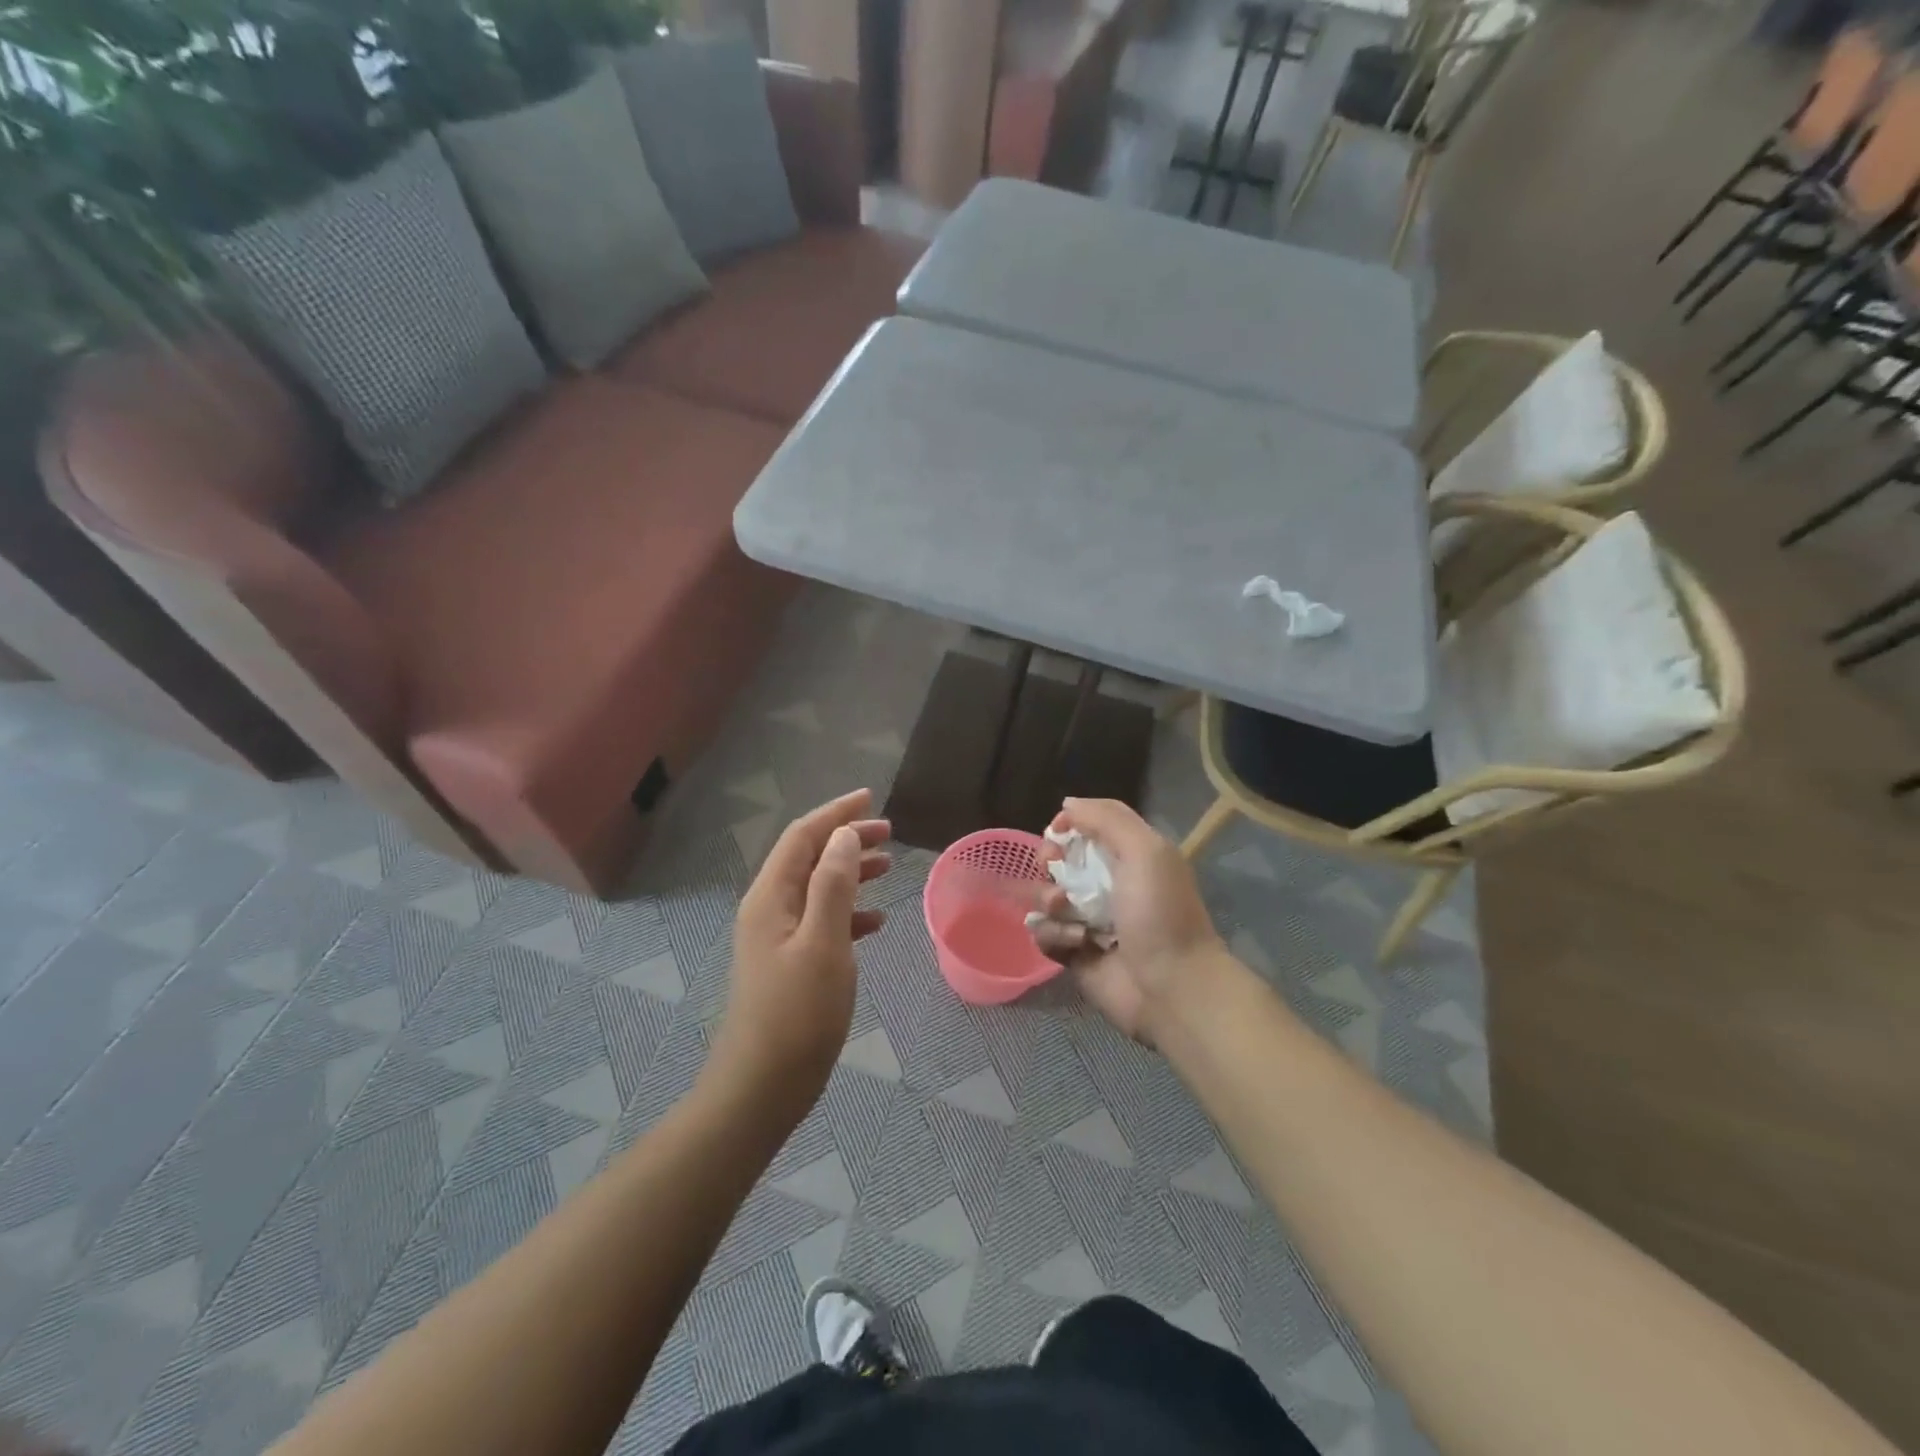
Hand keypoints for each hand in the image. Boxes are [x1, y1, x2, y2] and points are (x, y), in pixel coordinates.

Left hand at [715, 788, 891, 1096]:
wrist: (762, 1086)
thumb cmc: (797, 1013)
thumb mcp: (823, 942)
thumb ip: (833, 885)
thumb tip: (844, 835)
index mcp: (771, 897)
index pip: (803, 837)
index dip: (835, 813)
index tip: (870, 797)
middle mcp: (769, 909)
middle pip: (809, 858)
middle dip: (846, 839)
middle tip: (889, 833)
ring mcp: (777, 938)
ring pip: (817, 888)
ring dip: (850, 872)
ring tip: (888, 867)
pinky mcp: (789, 963)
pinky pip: (822, 921)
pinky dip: (849, 912)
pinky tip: (876, 922)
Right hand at [1030, 798, 1224, 1044]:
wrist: (1171, 988)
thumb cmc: (1159, 913)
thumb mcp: (1145, 851)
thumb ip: (1106, 820)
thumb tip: (1067, 805)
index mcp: (1131, 856)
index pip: (1092, 825)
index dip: (1070, 822)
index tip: (1055, 830)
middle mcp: (1109, 884)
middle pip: (1062, 859)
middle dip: (1050, 860)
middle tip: (1052, 869)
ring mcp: (1090, 920)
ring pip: (1047, 896)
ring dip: (1050, 901)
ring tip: (1068, 914)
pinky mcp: (1075, 953)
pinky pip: (1045, 933)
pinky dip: (1053, 934)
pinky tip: (1075, 942)